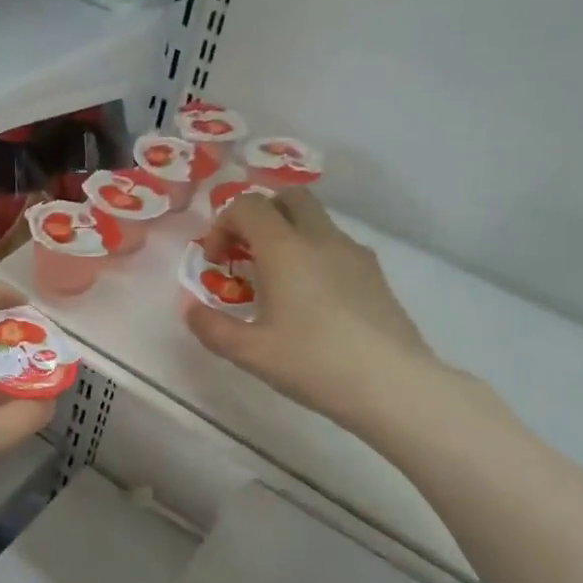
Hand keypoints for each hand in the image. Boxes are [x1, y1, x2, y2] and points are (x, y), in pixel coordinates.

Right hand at [184, 191, 443, 431]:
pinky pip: (335, 245)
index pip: (247, 205)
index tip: (216, 261)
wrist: (392, 384)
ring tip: (277, 282)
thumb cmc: (313, 363)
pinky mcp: (375, 274)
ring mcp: (353, 253)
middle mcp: (320, 238)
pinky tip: (312, 300)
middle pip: (287, 198)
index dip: (222, 224)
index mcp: (285, 249)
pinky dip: (313, 254)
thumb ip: (211, 327)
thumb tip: (190, 308)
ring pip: (315, 220)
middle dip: (259, 216)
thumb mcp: (250, 353)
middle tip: (246, 255)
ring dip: (288, 235)